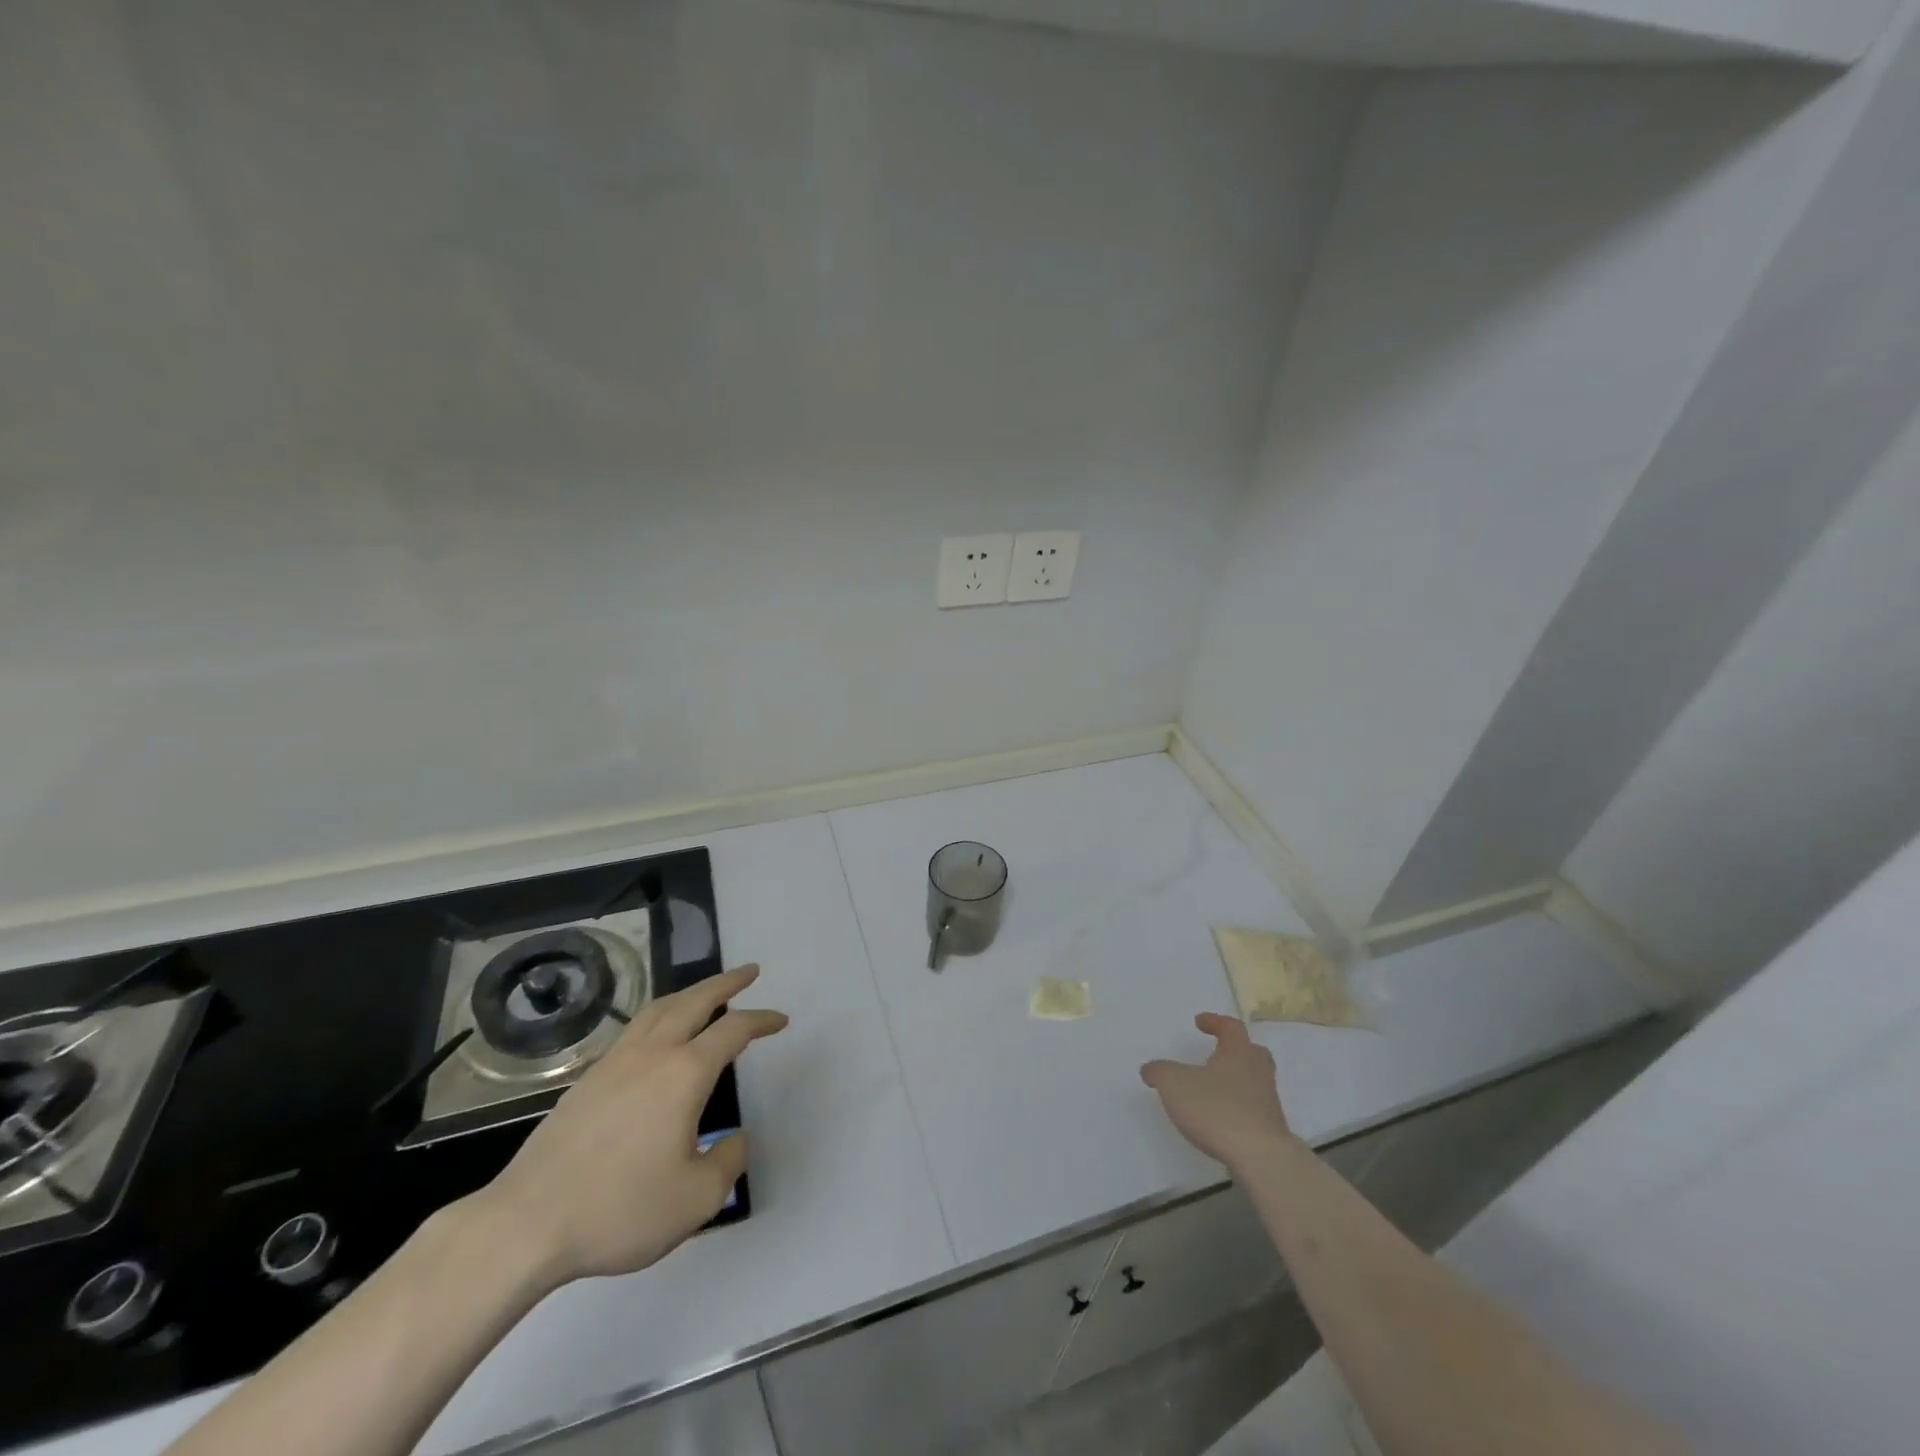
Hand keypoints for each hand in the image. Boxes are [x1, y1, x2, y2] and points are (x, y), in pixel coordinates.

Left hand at [474, 964, 786, 1288]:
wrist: (526, 1224)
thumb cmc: (619, 1208)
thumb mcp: (695, 1199)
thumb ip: (728, 1163)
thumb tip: (735, 1141)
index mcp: (685, 1073)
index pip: (733, 1030)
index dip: (761, 1020)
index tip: (780, 1019)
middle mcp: (652, 1053)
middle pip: (695, 1001)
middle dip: (726, 983)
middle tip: (749, 972)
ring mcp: (615, 1062)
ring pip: (659, 1009)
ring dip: (690, 993)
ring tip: (706, 993)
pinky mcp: (587, 1080)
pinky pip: (635, 1028)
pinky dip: (660, 1015)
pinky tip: (657, 1034)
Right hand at [1141, 1012, 1298, 1171]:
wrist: (1261, 1159)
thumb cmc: (1217, 1110)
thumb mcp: (1174, 1085)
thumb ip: (1160, 1072)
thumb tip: (1150, 1069)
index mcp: (1239, 1053)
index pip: (1231, 1027)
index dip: (1215, 1021)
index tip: (1200, 1022)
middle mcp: (1258, 1073)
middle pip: (1252, 1053)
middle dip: (1235, 1050)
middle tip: (1218, 1052)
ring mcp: (1268, 1104)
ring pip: (1254, 1082)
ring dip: (1236, 1081)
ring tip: (1213, 1089)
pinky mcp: (1270, 1132)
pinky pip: (1253, 1110)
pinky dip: (1237, 1108)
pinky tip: (1221, 1119)